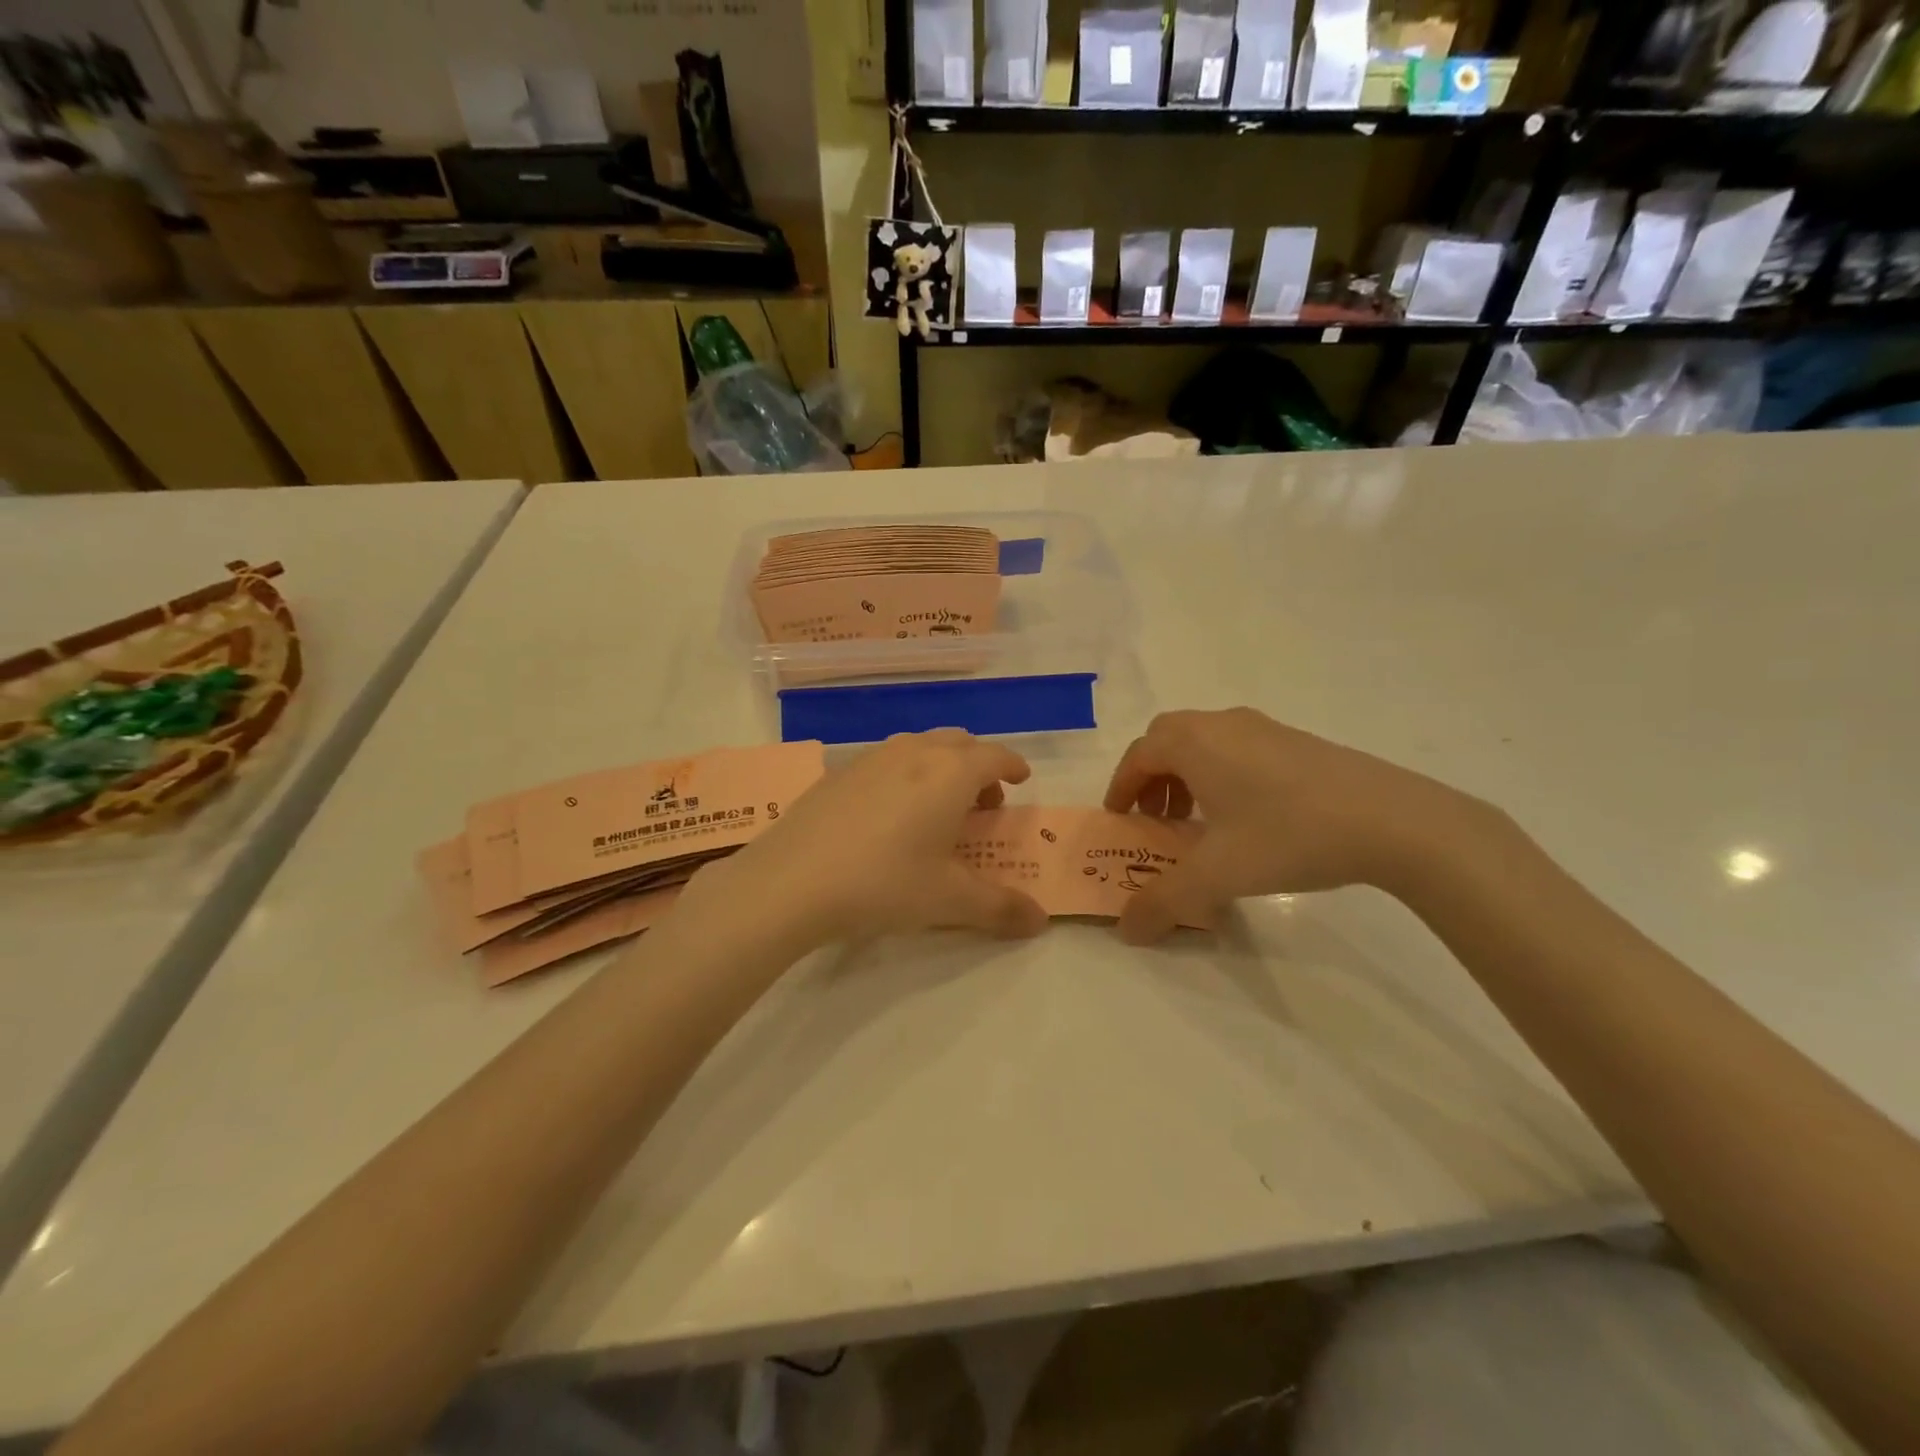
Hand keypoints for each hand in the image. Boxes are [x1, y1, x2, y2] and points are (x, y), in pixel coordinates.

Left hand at [696, 730, 1047, 947]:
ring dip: (941, 767)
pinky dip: (905, 774)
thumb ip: (1001, 908)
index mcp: (951, 773)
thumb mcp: (949, 900)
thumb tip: (1040, 922)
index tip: (1021, 780)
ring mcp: (872, 757)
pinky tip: (889, 815)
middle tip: (982, 804)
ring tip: (937, 808)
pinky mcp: (839, 772)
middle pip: (959, 743)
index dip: (1013, 766)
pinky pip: (887, 760)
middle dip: (979, 766)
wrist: (791, 881)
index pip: (995, 756)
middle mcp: (914, 752)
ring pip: (920, 747)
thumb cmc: (884, 883)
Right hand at [1103, 708, 1485, 943]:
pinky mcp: (1297, 741)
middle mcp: (1222, 724)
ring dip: (1187, 775)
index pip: (1139, 756)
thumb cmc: (1287, 835)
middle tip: (1156, 819)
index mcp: (1194, 743)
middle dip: (1152, 777)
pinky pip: (1238, 749)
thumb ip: (1164, 903)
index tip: (1120, 819)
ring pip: (1205, 742)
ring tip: (1198, 821)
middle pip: (1168, 739)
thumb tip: (1126, 930)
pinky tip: (1246, 817)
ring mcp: (1264, 728)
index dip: (1121, 787)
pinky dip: (1221, 774)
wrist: (1392, 820)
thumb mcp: (1216, 876)